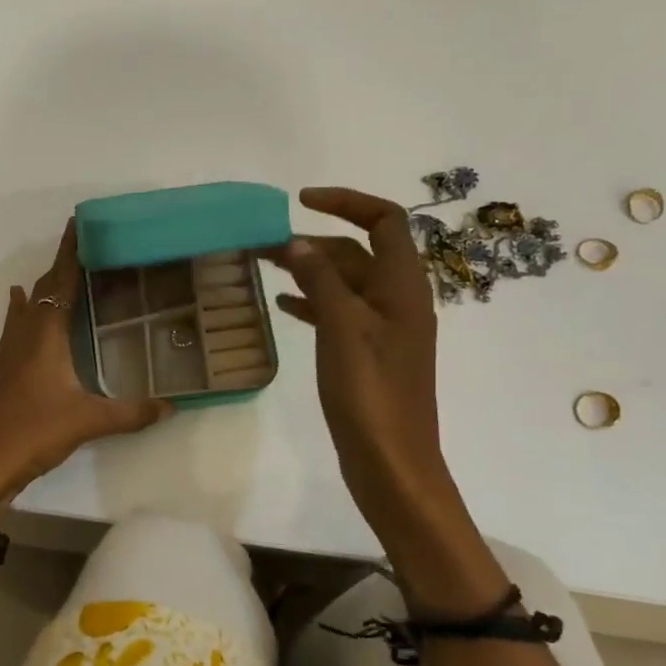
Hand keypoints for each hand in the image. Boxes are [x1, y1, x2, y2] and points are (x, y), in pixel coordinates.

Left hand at [0, 221, 171, 509]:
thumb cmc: (35, 430)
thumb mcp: (89, 421)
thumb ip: (132, 413)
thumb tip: (172, 406)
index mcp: (46, 333)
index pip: (60, 281)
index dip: (70, 253)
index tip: (79, 224)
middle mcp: (26, 333)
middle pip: (43, 288)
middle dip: (62, 267)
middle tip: (88, 252)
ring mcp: (11, 351)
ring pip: (27, 306)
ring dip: (44, 287)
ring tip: (64, 275)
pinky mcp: (5, 369)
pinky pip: (17, 325)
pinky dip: (24, 308)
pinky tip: (22, 305)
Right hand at [267, 187, 471, 540]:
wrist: (392, 464)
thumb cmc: (371, 393)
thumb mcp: (342, 328)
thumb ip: (320, 279)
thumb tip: (296, 241)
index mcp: (402, 287)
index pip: (385, 220)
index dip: (346, 201)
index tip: (301, 200)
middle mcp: (397, 300)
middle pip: (358, 251)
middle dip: (314, 240)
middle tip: (263, 243)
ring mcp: (383, 329)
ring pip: (344, 282)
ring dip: (308, 269)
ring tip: (264, 266)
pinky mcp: (367, 353)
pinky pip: (338, 312)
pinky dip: (312, 301)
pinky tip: (282, 305)